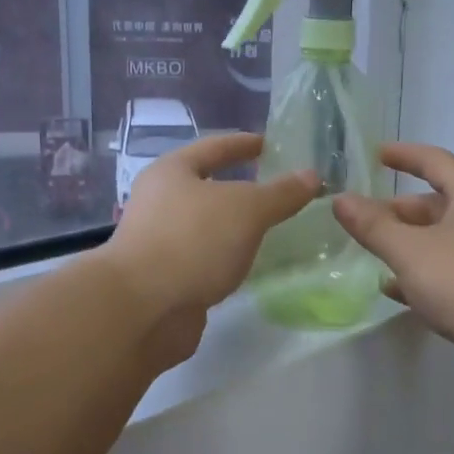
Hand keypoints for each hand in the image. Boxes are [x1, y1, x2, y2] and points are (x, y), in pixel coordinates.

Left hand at [102, 133, 316, 356]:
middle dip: (240, 188)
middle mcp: (159, 202)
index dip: (243, 144)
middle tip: (276, 190)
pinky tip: (247, 264)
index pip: (213, 147)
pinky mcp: (165, 279)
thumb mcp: (246, 209)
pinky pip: (203, 258)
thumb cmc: (192, 241)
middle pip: (205, 187)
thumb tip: (312, 176)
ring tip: (269, 228)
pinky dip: (225, 258)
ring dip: (233, 227)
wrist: (142, 309)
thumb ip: (280, 193)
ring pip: (205, 226)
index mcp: (171, 172)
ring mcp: (159, 242)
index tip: (270, 144)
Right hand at [332, 143, 453, 402]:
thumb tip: (341, 200)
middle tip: (362, 220)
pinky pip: (451, 271)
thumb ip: (373, 226)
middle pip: (436, 204)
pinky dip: (423, 274)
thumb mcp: (410, 250)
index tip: (377, 154)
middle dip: (398, 212)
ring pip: (442, 240)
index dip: (404, 155)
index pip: (434, 161)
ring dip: (408, 245)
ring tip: (372, 253)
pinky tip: (396, 290)